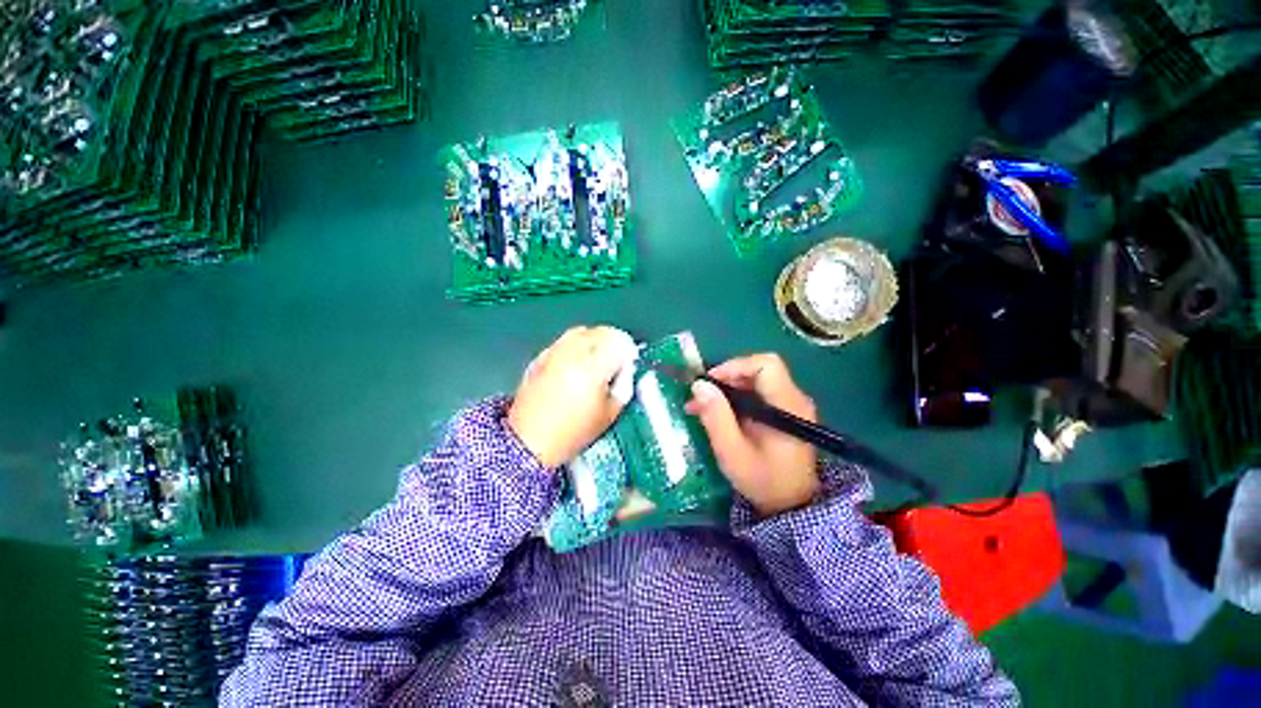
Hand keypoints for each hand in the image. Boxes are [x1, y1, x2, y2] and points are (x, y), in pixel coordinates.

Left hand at [508, 326, 636, 468]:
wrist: (529, 442)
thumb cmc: (574, 432)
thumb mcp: (610, 414)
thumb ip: (624, 386)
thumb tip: (627, 369)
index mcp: (592, 367)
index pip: (618, 341)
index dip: (629, 351)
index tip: (629, 365)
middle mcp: (572, 352)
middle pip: (601, 332)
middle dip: (613, 343)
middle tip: (616, 362)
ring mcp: (553, 352)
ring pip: (581, 332)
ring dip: (594, 341)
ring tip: (596, 362)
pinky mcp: (540, 357)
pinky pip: (564, 341)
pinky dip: (575, 347)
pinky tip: (575, 366)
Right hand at [686, 353, 819, 516]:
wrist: (792, 505)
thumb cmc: (763, 481)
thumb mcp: (732, 452)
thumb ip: (716, 417)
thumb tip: (699, 384)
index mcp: (787, 406)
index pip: (766, 365)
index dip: (735, 366)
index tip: (710, 383)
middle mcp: (793, 399)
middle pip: (758, 369)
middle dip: (725, 378)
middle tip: (700, 396)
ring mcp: (791, 404)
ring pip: (755, 380)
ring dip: (727, 389)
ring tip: (702, 406)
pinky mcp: (784, 412)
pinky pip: (758, 393)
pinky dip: (735, 397)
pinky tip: (718, 413)